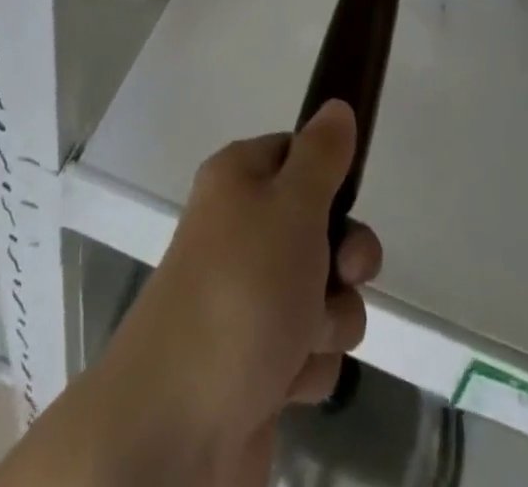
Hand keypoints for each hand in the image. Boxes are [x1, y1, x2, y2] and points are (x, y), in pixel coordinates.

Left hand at [103, 101, 382, 446]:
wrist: (180, 423)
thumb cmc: (242, 290)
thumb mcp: (292, 206)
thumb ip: (322, 155)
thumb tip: (336, 106)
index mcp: (239, 180)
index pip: (299, 153)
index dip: (330, 178)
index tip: (348, 200)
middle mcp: (241, 231)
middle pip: (322, 228)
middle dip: (344, 260)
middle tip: (339, 273)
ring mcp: (249, 298)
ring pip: (325, 293)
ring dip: (329, 319)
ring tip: (299, 338)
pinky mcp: (259, 360)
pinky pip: (310, 348)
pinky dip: (308, 364)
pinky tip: (285, 380)